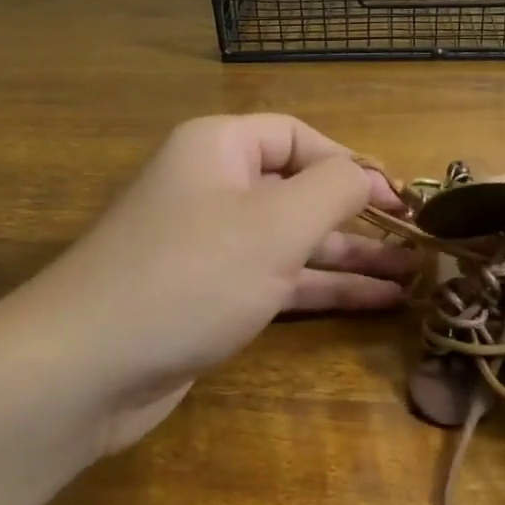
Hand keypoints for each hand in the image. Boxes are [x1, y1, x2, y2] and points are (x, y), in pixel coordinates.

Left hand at [17, 114, 411, 452]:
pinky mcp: (208, 297)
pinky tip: (372, 303)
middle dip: (358, 216)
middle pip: (298, 190)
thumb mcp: (276, 223)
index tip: (401, 199)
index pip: (299, 137)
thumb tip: (365, 174)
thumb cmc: (190, 276)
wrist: (87, 367)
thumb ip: (334, 188)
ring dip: (349, 257)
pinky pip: (275, 280)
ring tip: (411, 277)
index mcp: (219, 148)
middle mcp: (212, 188)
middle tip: (416, 242)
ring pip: (292, 241)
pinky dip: (320, 289)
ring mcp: (209, 246)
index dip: (353, 163)